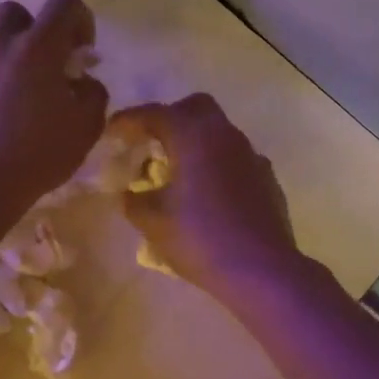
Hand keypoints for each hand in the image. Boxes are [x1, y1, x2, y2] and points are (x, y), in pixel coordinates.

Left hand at [0, 0, 108, 229]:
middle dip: (37, 30)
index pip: (63, 2)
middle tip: (49, 65)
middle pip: (18, 13)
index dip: (80, 18)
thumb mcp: (87, 126)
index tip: (82, 50)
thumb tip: (82, 81)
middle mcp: (0, 45)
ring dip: (13, 58)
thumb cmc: (37, 153)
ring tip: (23, 97)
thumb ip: (93, 92)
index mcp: (38, 47)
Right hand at [111, 94, 300, 299]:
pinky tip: (209, 194)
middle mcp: (224, 134)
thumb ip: (134, 201)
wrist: (262, 270)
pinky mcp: (266, 177)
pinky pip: (235, 158)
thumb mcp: (152, 222)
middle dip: (170, 119)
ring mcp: (250, 154)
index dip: (128, 120)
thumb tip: (130, 193)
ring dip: (196, 143)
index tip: (112, 132)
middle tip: (151, 145)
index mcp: (192, 135)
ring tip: (178, 173)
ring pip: (219, 132)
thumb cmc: (200, 239)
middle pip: (194, 108)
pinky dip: (217, 165)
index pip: (154, 114)